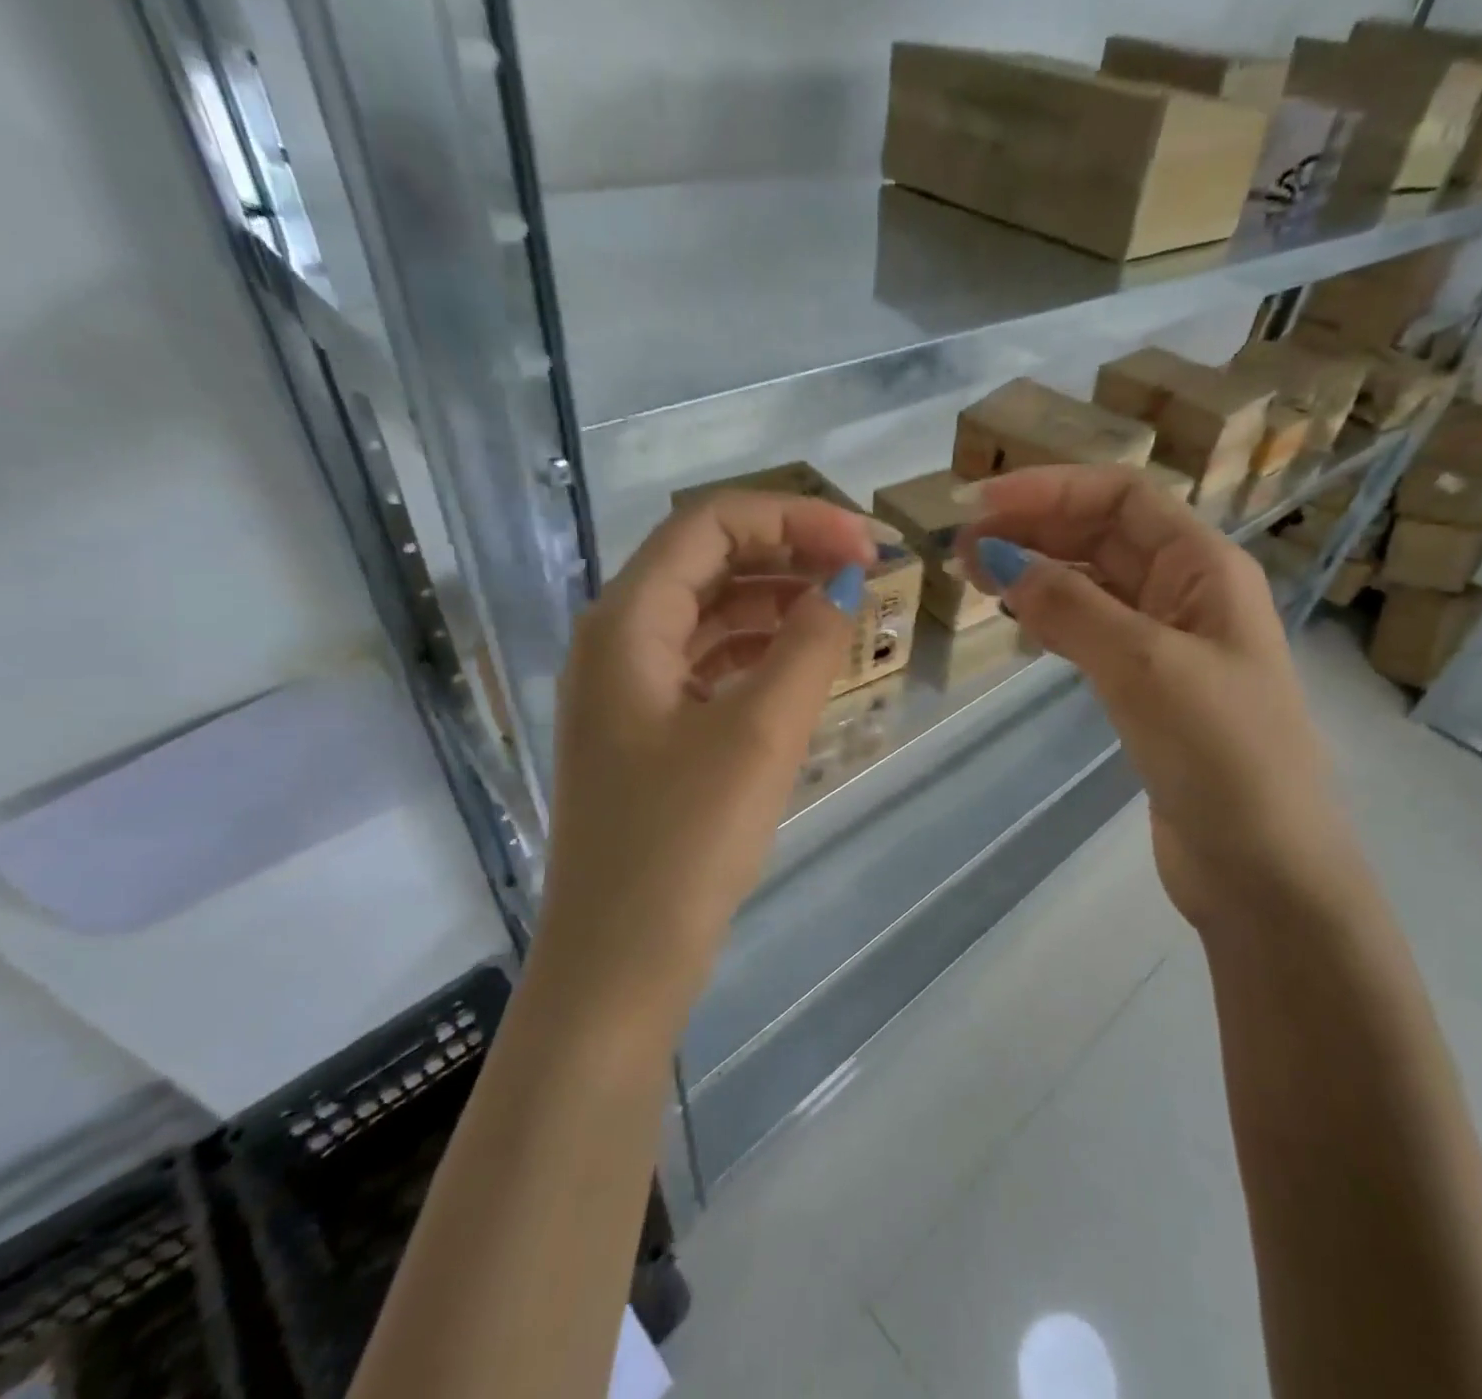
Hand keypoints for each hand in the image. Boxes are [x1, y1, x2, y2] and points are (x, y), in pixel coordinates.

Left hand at [538, 491, 878, 1017]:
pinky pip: (708, 664)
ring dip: (776, 600)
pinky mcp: (647, 731)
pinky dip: (758, 651)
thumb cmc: (684, 841)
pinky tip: (802, 664)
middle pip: (707, 562)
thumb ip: (809, 643)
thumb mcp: (760, 732)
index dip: (793, 518)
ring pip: (710, 613)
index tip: (865, 543)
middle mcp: (617, 641)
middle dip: (788, 552)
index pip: (711, 526)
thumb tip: (847, 581)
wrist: (621, 962)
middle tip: (864, 568)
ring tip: (844, 609)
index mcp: (627, 622)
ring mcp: (628, 689)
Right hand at [958, 466, 1360, 938]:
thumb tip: (1000, 560)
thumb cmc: (1221, 754)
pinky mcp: (1148, 689)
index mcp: (1205, 568)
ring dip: (1037, 571)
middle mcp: (1188, 594)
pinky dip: (1052, 618)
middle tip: (961, 548)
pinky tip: (1019, 621)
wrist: (1263, 867)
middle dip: (1034, 529)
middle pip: (1103, 536)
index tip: (981, 504)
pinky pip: (1093, 631)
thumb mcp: (1144, 666)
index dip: (1050, 490)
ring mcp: (1168, 644)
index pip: (1121, 498)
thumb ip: (1071, 606)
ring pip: (1093, 584)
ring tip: (977, 577)